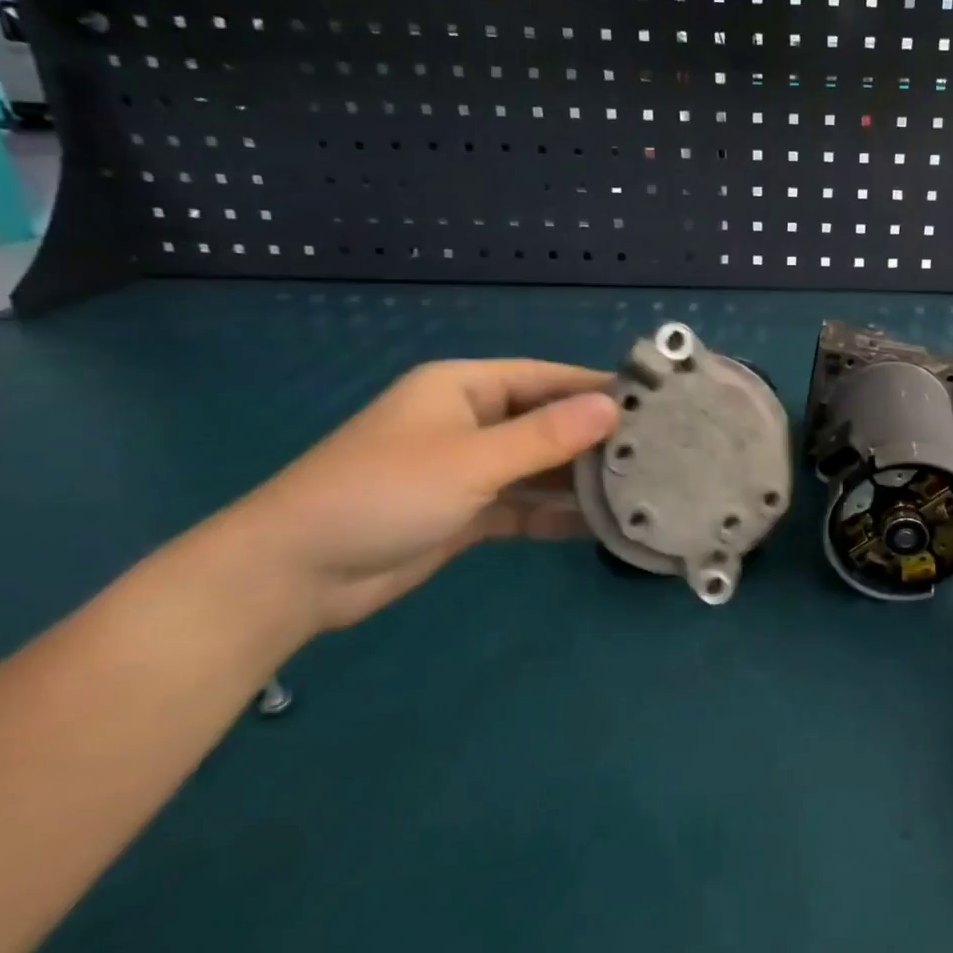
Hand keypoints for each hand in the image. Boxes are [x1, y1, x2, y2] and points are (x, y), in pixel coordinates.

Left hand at [189, 360, 618, 637]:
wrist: (294, 574)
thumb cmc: (383, 494)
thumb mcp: (471, 460)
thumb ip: (545, 437)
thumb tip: (613, 407)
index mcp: (464, 388)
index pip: (547, 378)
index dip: (596, 388)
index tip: (653, 403)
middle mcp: (470, 421)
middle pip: (546, 423)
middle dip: (594, 438)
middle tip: (657, 453)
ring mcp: (468, 470)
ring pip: (538, 468)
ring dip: (578, 480)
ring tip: (639, 488)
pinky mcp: (466, 513)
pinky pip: (523, 506)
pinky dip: (554, 514)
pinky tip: (598, 525)